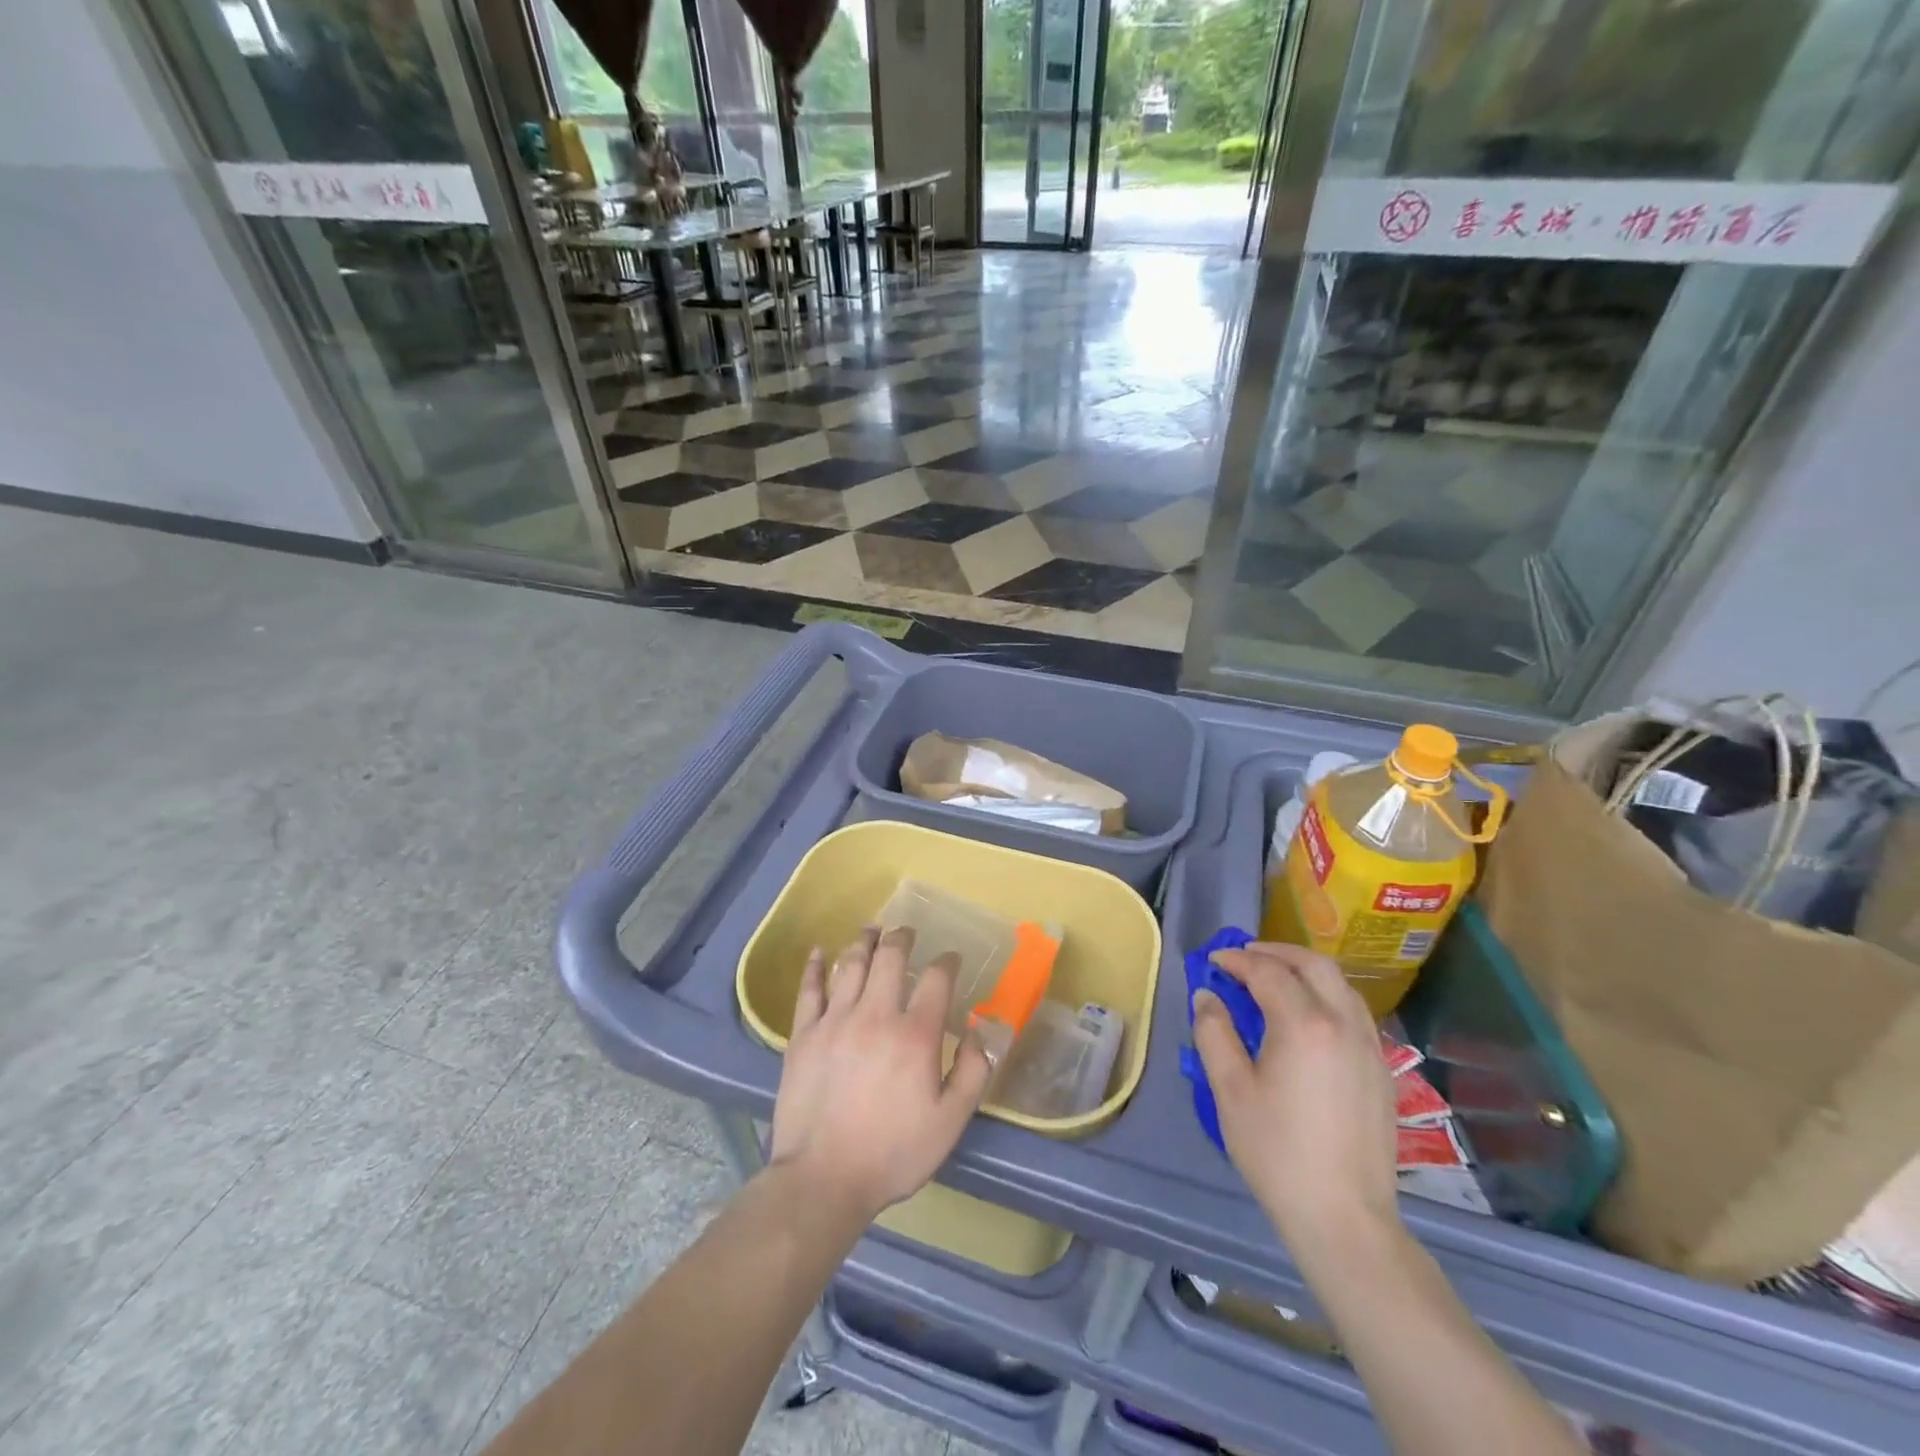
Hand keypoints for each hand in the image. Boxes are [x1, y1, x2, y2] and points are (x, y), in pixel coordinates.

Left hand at [769, 927, 993, 1221]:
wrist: (823, 1179)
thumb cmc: (892, 1153)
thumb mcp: (949, 1123)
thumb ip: (973, 1073)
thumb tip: (981, 1031)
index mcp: (915, 1034)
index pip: (936, 979)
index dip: (947, 962)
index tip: (951, 959)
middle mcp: (876, 1015)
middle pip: (890, 958)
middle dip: (902, 938)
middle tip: (906, 933)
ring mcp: (835, 1021)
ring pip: (851, 964)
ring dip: (864, 941)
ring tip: (871, 930)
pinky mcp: (803, 1035)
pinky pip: (809, 989)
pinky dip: (815, 966)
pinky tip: (820, 951)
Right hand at [1192, 943, 1400, 1260]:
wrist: (1344, 1219)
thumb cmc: (1277, 1152)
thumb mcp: (1230, 1090)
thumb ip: (1215, 1033)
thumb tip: (1208, 996)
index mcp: (1305, 1024)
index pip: (1268, 972)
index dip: (1237, 960)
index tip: (1213, 962)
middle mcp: (1344, 1024)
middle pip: (1314, 965)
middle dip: (1276, 952)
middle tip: (1244, 957)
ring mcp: (1370, 1047)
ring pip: (1341, 985)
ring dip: (1305, 970)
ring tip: (1274, 979)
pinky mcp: (1382, 1071)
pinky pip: (1354, 1012)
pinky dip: (1326, 995)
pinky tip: (1306, 1017)